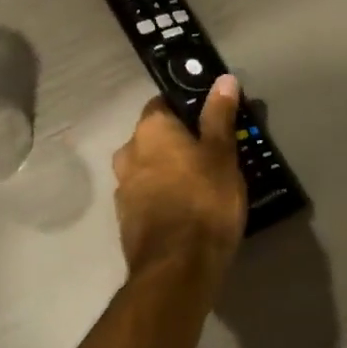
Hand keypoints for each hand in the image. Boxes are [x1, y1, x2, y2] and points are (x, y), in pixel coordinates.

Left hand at [112, 75, 246, 283]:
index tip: (211, 122)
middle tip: (211, 156)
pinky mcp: (126, 220)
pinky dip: (164, 198)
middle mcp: (128, 153)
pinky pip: (148, 197)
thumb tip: (223, 79)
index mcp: (149, 130)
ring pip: (149, 169)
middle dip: (178, 144)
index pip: (164, 103)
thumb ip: (219, 116)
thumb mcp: (221, 155)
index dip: (188, 109)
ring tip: (202, 187)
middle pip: (155, 138)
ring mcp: (123, 189)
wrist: (178, 267)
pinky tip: (187, 211)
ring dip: (170, 172)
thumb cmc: (205, 201)